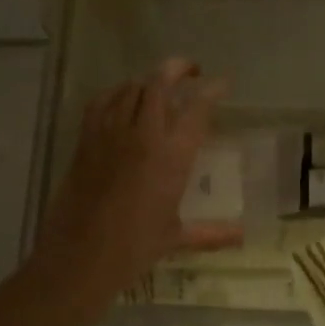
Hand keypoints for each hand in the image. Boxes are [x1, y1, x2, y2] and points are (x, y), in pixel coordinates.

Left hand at [36, 58, 241, 299]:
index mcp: (172, 156)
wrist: (81, 256)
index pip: (197, 108)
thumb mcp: (176, 237)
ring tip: (160, 87)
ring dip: (149, 81)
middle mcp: (143, 135)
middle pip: (160, 83)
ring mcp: (110, 134)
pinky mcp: (85, 140)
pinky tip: (122, 99)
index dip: (212, 90)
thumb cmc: (135, 248)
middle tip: (191, 72)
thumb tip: (243, 236)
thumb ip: (212, 233)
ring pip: (131, 88)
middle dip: (178, 69)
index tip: (221, 84)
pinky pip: (101, 102)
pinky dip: (116, 93)